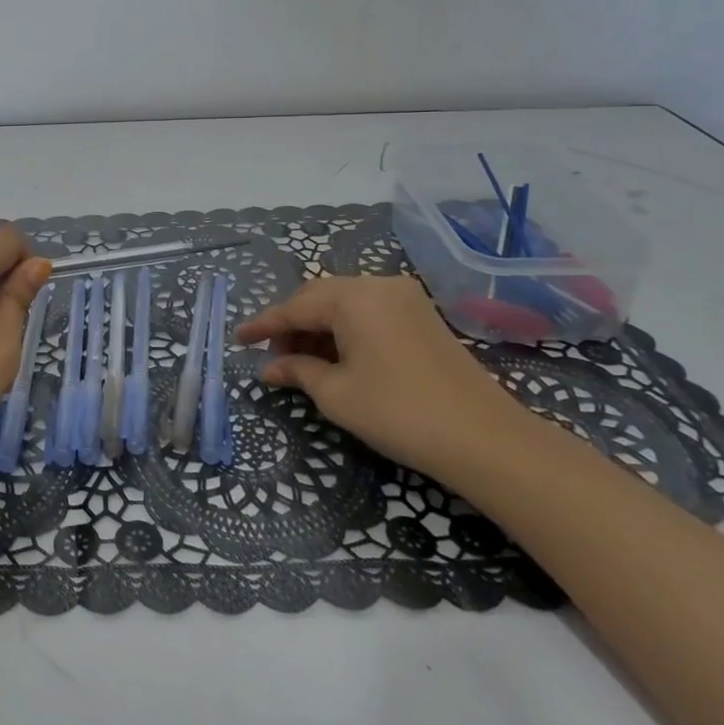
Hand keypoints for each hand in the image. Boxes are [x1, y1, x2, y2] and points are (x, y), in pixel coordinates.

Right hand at [236, 275, 528, 480]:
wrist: (485, 439)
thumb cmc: (399, 413)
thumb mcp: (337, 394)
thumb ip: (298, 371)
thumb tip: (270, 366)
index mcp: (353, 297)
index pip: (295, 306)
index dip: (264, 324)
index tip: (238, 339)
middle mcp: (377, 285)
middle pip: (319, 299)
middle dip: (292, 325)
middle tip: (271, 356)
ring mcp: (404, 298)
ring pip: (344, 305)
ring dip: (318, 329)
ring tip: (299, 361)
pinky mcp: (421, 316)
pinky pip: (368, 313)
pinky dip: (345, 331)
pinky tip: (334, 357)